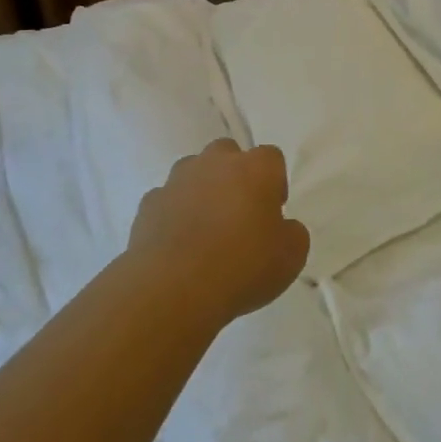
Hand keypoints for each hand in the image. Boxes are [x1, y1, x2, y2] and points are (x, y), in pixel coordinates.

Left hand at [126, 138, 309, 325]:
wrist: (173, 287)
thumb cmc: (242, 267)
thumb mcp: (291, 257)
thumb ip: (292, 233)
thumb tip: (282, 227)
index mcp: (255, 168)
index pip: (271, 158)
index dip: (274, 183)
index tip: (273, 212)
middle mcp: (215, 163)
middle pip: (228, 154)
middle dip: (235, 176)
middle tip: (239, 214)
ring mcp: (177, 180)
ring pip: (193, 172)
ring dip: (202, 190)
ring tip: (205, 229)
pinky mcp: (148, 203)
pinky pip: (167, 200)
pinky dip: (174, 214)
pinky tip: (178, 244)